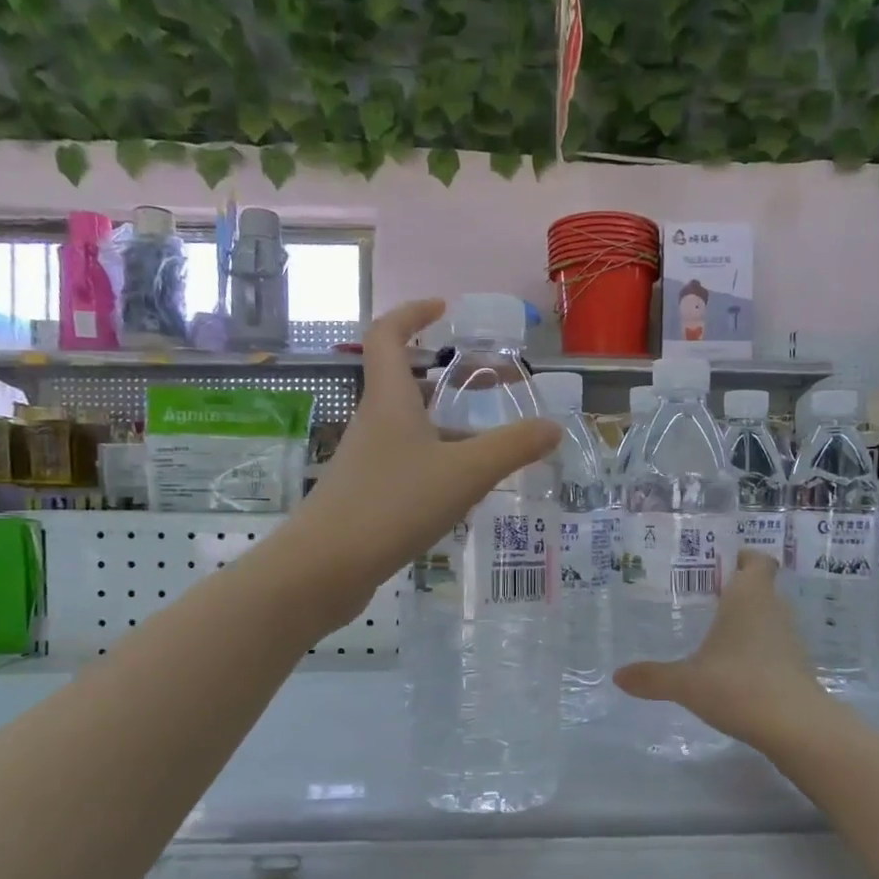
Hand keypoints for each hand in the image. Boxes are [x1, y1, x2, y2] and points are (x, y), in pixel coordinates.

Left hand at [285, 299, 559, 627]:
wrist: (325, 568)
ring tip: (488, 443)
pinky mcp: (365, 496)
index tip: (443, 309)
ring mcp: (366, 461)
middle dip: (445, 377)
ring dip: (445, 424)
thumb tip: (553, 427)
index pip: (388, 335)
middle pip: (403, 383)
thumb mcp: (465, 472)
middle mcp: (373, 423)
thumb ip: (513, 448)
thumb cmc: (393, 505)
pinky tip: (461, 490)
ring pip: (409, 428)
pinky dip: (436, 462)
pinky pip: (406, 464)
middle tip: (488, 385)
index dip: (412, 313)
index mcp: (389, 401)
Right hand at [613, 552, 827, 744]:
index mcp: (749, 597)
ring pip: (768, 617)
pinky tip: (734, 669)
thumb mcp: (686, 682)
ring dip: (748, 622)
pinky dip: (757, 650)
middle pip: (761, 588)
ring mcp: (790, 639)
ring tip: (715, 633)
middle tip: (704, 598)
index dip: (743, 558)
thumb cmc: (737, 685)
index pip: (757, 561)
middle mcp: (773, 610)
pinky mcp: (797, 667)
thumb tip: (618, 676)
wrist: (795, 727)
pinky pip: (774, 646)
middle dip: (737, 590)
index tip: (720, 564)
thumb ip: (652, 677)